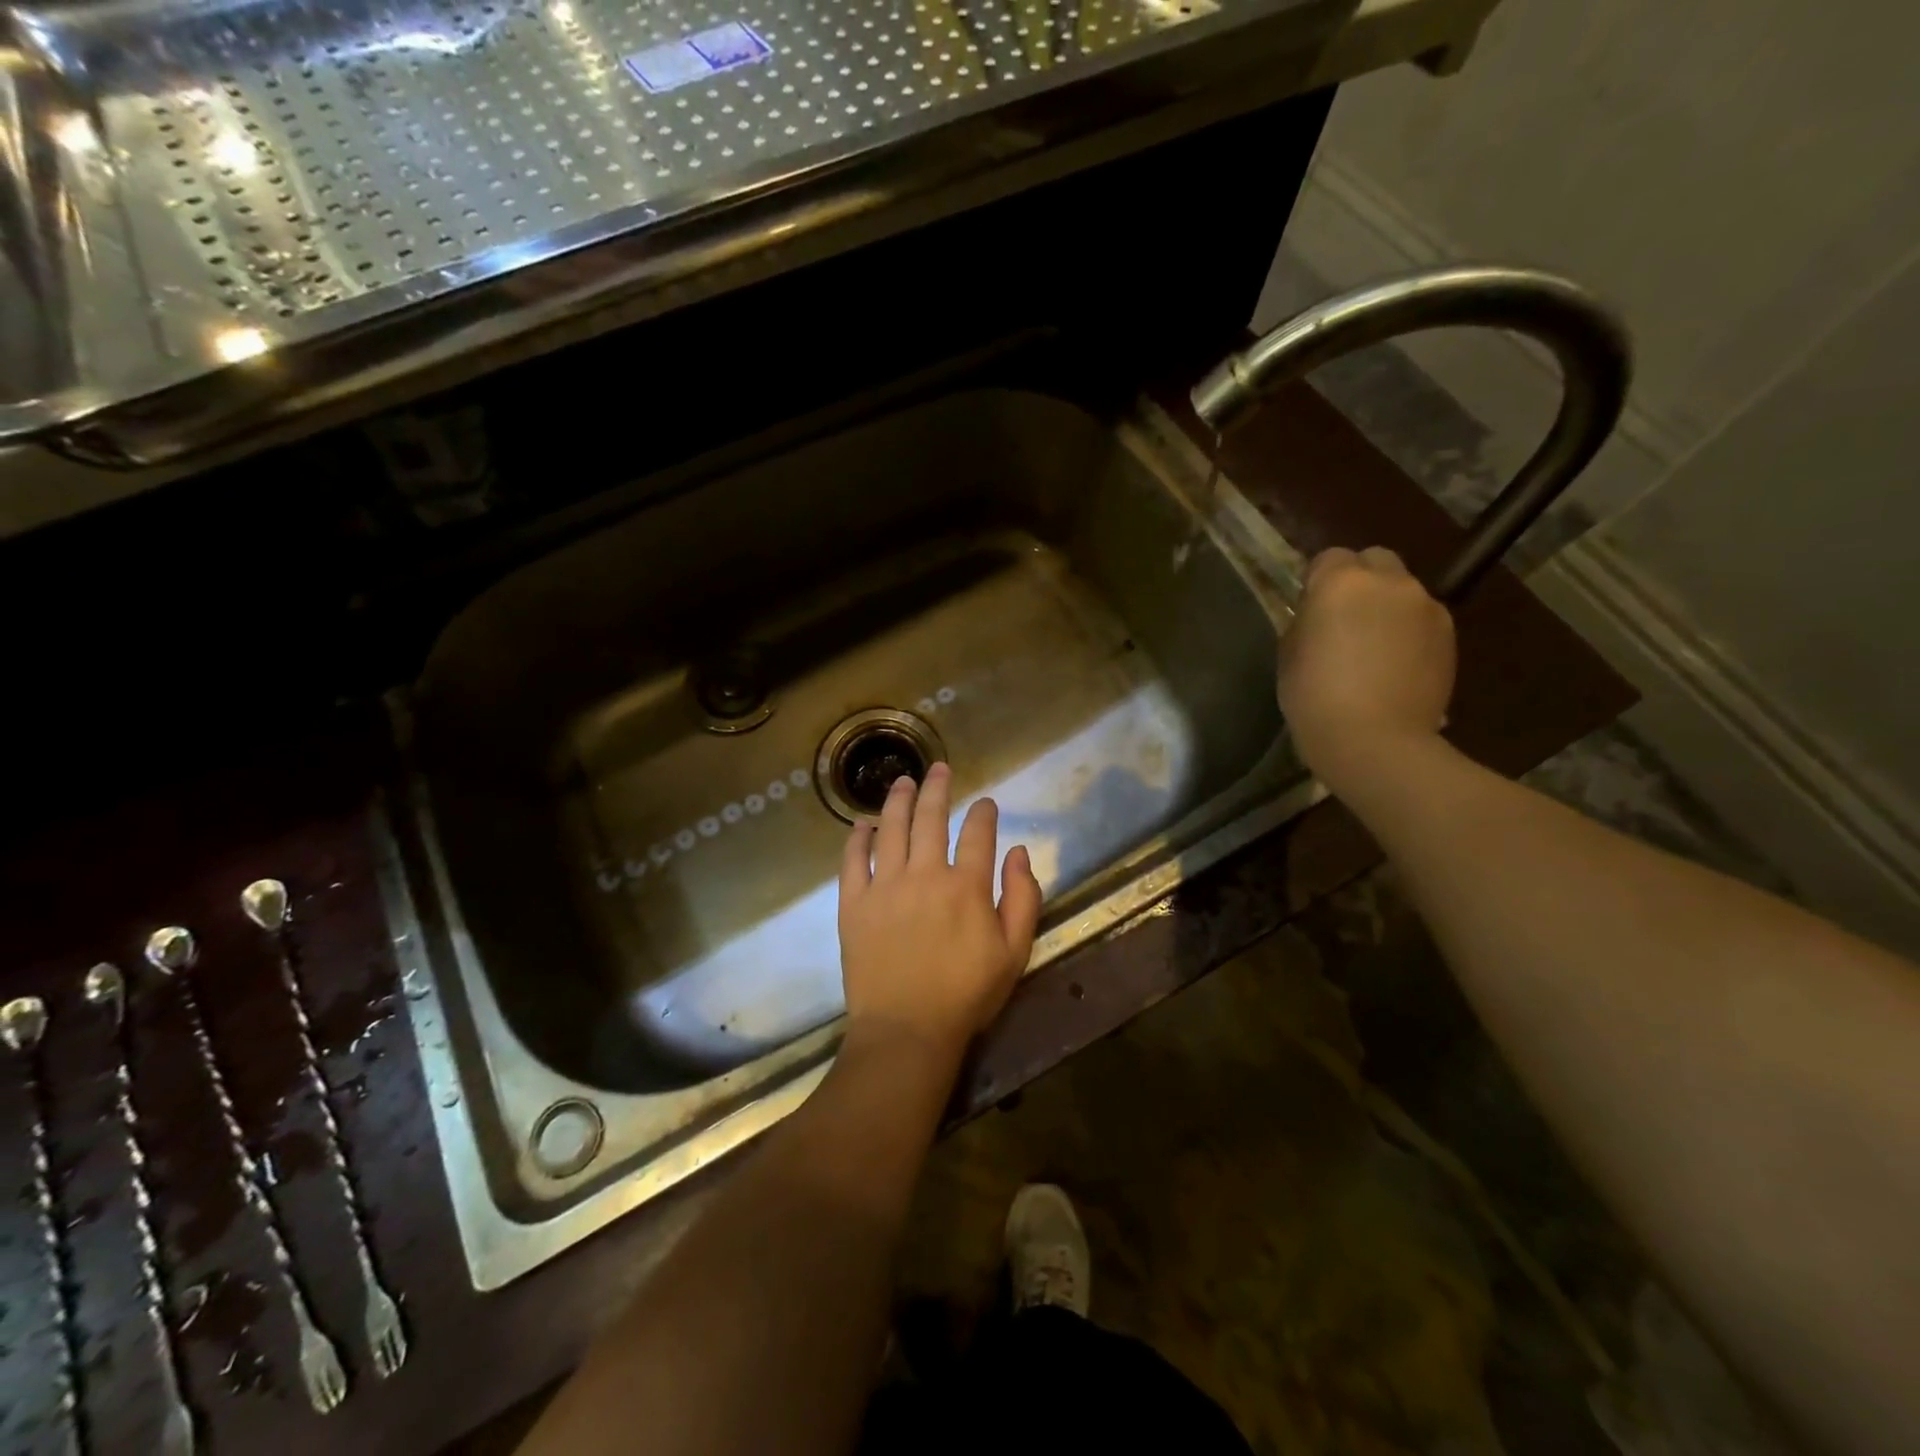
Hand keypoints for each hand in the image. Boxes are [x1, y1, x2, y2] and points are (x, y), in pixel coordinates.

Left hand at [838, 763, 1042, 1065]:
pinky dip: (859, 837)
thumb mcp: (1014, 952)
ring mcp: (884, 886)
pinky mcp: (854, 903)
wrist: (906, 1031)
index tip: (985, 803)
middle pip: (931, 818)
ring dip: (898, 800)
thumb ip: (1023, 898)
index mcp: (966, 886)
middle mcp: (925, 874)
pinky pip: (853, 860)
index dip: (984, 814)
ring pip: (892, 829)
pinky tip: (863, 823)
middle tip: (939, 769)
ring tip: (903, 781)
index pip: (978, 834)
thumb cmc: (966, 995)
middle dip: (937, 789)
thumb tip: (1018, 851)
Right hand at [1277, 546, 1455, 793]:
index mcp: (1341, 582)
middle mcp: (1390, 582)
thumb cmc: (1314, 697)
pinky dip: (1408, 631)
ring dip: (1387, 607)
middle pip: (1375, 560)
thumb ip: (1308, 619)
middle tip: (1344, 620)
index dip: (1318, 581)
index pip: (1329, 557)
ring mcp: (1426, 606)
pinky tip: (1395, 665)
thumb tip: (1321, 614)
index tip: (1311, 610)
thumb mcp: (1289, 652)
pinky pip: (1422, 618)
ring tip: (1373, 648)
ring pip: (1402, 590)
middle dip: (1360, 580)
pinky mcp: (1449, 634)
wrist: (1374, 740)